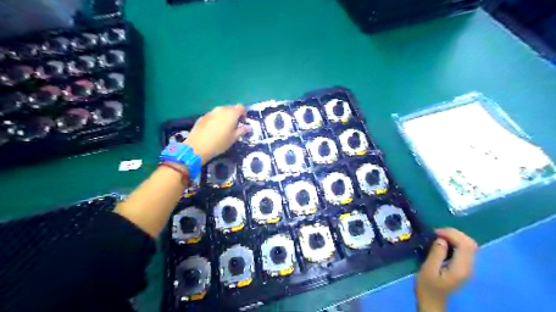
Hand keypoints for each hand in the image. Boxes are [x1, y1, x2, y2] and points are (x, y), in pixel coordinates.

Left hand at [185, 104, 248, 163]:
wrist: (197, 146)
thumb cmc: (219, 143)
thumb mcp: (233, 138)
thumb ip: (241, 131)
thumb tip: (248, 128)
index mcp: (231, 114)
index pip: (241, 107)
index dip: (244, 113)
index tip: (243, 121)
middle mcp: (221, 109)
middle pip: (231, 108)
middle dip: (234, 115)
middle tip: (234, 125)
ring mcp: (211, 112)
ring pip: (221, 111)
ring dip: (224, 117)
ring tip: (224, 128)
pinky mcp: (203, 116)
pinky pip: (213, 116)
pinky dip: (216, 120)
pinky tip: (213, 130)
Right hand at [417, 227, 477, 311]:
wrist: (432, 301)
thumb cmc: (427, 286)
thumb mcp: (428, 269)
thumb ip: (436, 253)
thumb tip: (441, 239)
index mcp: (461, 268)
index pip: (465, 245)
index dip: (452, 234)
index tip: (435, 232)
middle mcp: (469, 267)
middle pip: (470, 243)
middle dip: (454, 233)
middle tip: (437, 231)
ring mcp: (468, 267)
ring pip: (469, 245)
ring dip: (455, 236)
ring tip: (439, 235)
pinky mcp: (463, 267)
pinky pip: (465, 249)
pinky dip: (455, 242)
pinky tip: (444, 242)